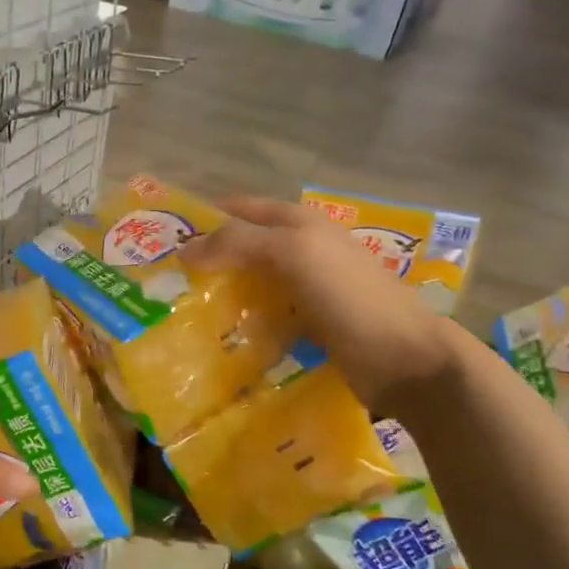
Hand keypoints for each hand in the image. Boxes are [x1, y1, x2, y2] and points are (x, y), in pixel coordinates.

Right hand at [187, 196, 459, 413]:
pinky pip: (264, 319)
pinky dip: (242, 326)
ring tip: (183, 317)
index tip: (163, 243)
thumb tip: (184, 250)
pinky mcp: (309, 326)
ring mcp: (306, 290)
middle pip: (243, 248)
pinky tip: (219, 341)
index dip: (204, 219)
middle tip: (166, 286)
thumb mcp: (292, 253)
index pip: (239, 210)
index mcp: (298, 223)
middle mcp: (301, 251)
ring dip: (221, 297)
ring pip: (251, 286)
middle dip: (207, 262)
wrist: (405, 358)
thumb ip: (237, 243)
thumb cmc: (349, 296)